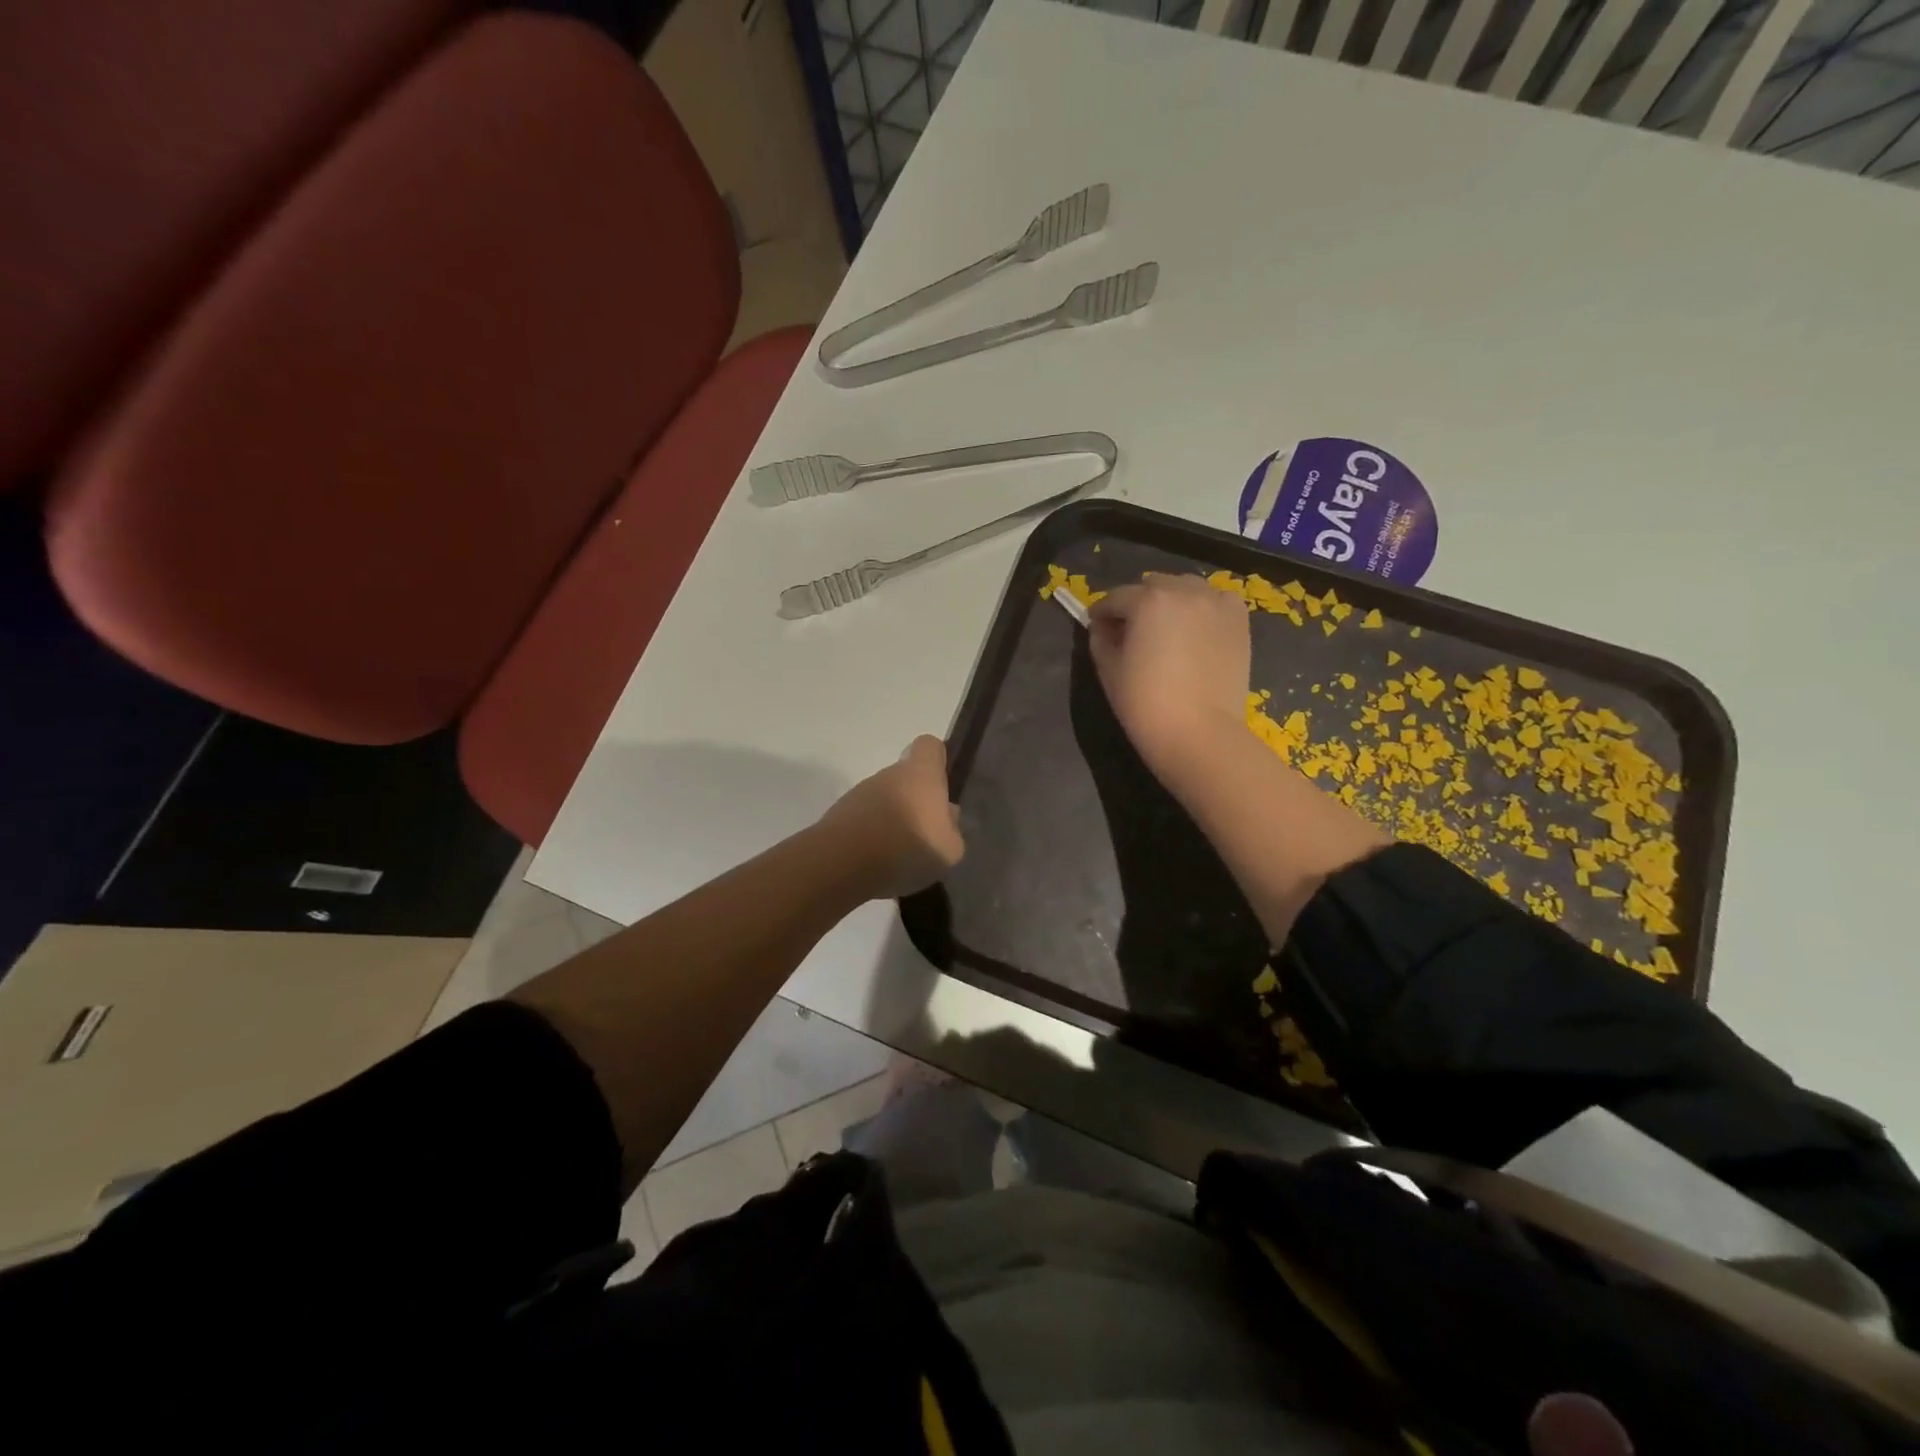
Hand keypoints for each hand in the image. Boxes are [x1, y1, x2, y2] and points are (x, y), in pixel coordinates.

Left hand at [817, 735, 965, 899]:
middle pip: (906, 777)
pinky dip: (871, 836)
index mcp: (920, 773)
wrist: (844, 863)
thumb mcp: (950, 848)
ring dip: (892, 819)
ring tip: (900, 854)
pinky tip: (878, 862)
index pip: (929, 746)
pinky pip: (864, 820)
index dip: (937, 761)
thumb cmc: (909, 847)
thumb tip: (946, 815)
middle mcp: (888, 774)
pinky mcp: (838, 815)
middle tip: (924, 833)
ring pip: (884, 799)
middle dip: (915, 800)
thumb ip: (952, 828)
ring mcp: (860, 793)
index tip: (942, 785)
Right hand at [1089, 574, 1250, 780]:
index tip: (1097, 626)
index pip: (1116, 598)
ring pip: (1185, 588)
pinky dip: (1202, 608)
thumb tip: (1102, 626)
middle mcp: (1183, 590)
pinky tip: (1196, 630)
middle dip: (1138, 603)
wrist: (1199, 733)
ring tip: (1166, 629)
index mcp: (1147, 600)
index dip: (1102, 612)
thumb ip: (1100, 639)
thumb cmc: (1145, 704)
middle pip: (1152, 586)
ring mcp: (1216, 603)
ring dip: (1170, 601)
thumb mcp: (1109, 670)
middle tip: (1132, 630)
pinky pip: (1214, 600)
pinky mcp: (1238, 620)